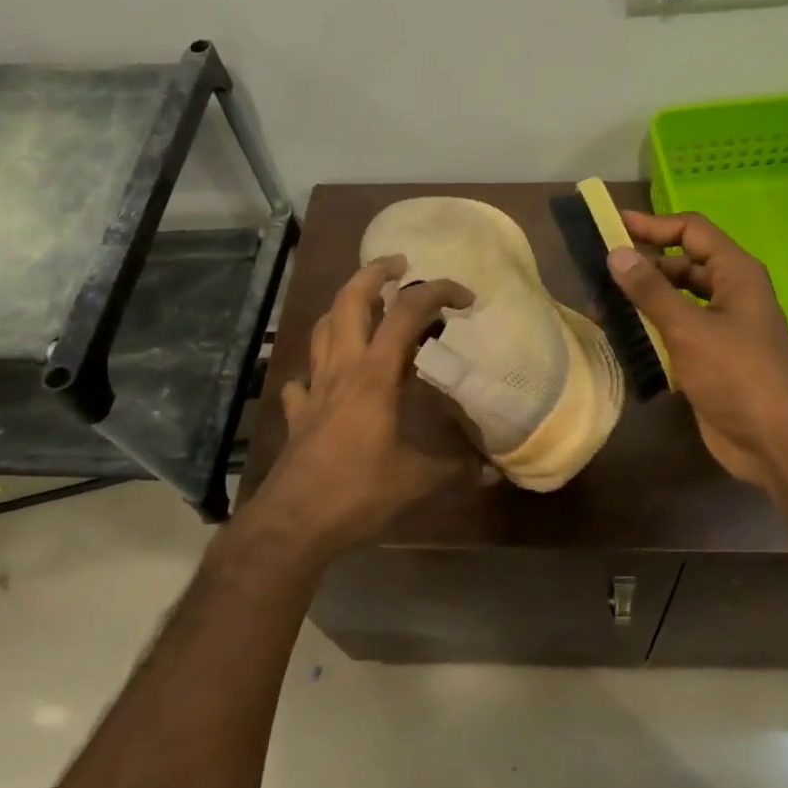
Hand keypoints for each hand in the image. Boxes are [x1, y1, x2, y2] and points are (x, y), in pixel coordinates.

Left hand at [251, 257, 477, 555]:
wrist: (294, 523)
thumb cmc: (358, 492)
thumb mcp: (417, 481)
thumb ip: (455, 469)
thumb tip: (493, 473)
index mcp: (374, 375)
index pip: (407, 313)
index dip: (437, 293)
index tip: (465, 298)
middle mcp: (342, 369)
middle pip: (350, 301)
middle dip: (374, 272)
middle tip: (399, 264)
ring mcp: (314, 389)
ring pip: (323, 329)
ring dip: (344, 307)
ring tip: (367, 305)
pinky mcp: (298, 413)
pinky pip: (304, 377)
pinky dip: (318, 367)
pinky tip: (328, 378)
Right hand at [608, 211, 787, 486]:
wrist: (773, 440)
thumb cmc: (737, 373)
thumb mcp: (689, 328)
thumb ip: (651, 291)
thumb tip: (617, 253)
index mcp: (736, 273)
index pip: (691, 231)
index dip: (652, 225)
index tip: (611, 226)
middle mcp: (730, 293)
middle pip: (681, 265)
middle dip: (642, 266)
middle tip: (598, 271)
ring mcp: (720, 327)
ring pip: (675, 301)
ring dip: (642, 301)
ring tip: (599, 304)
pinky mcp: (709, 358)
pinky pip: (674, 332)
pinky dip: (650, 330)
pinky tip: (620, 336)